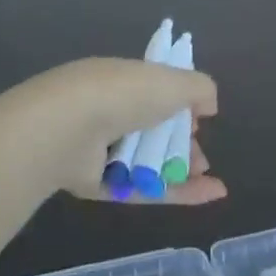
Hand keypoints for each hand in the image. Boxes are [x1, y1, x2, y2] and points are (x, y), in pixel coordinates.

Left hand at [32, 57, 225, 205]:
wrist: (67, 129)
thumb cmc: (123, 94)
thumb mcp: (173, 81)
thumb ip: (199, 88)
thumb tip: (209, 106)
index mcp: (123, 81)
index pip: (155, 93)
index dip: (181, 105)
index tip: (200, 118)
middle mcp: (109, 111)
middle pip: (153, 131)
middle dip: (183, 144)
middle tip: (202, 157)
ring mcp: (99, 149)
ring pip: (147, 163)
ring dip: (181, 170)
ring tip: (207, 178)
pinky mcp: (96, 183)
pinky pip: (141, 188)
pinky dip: (175, 192)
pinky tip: (209, 195)